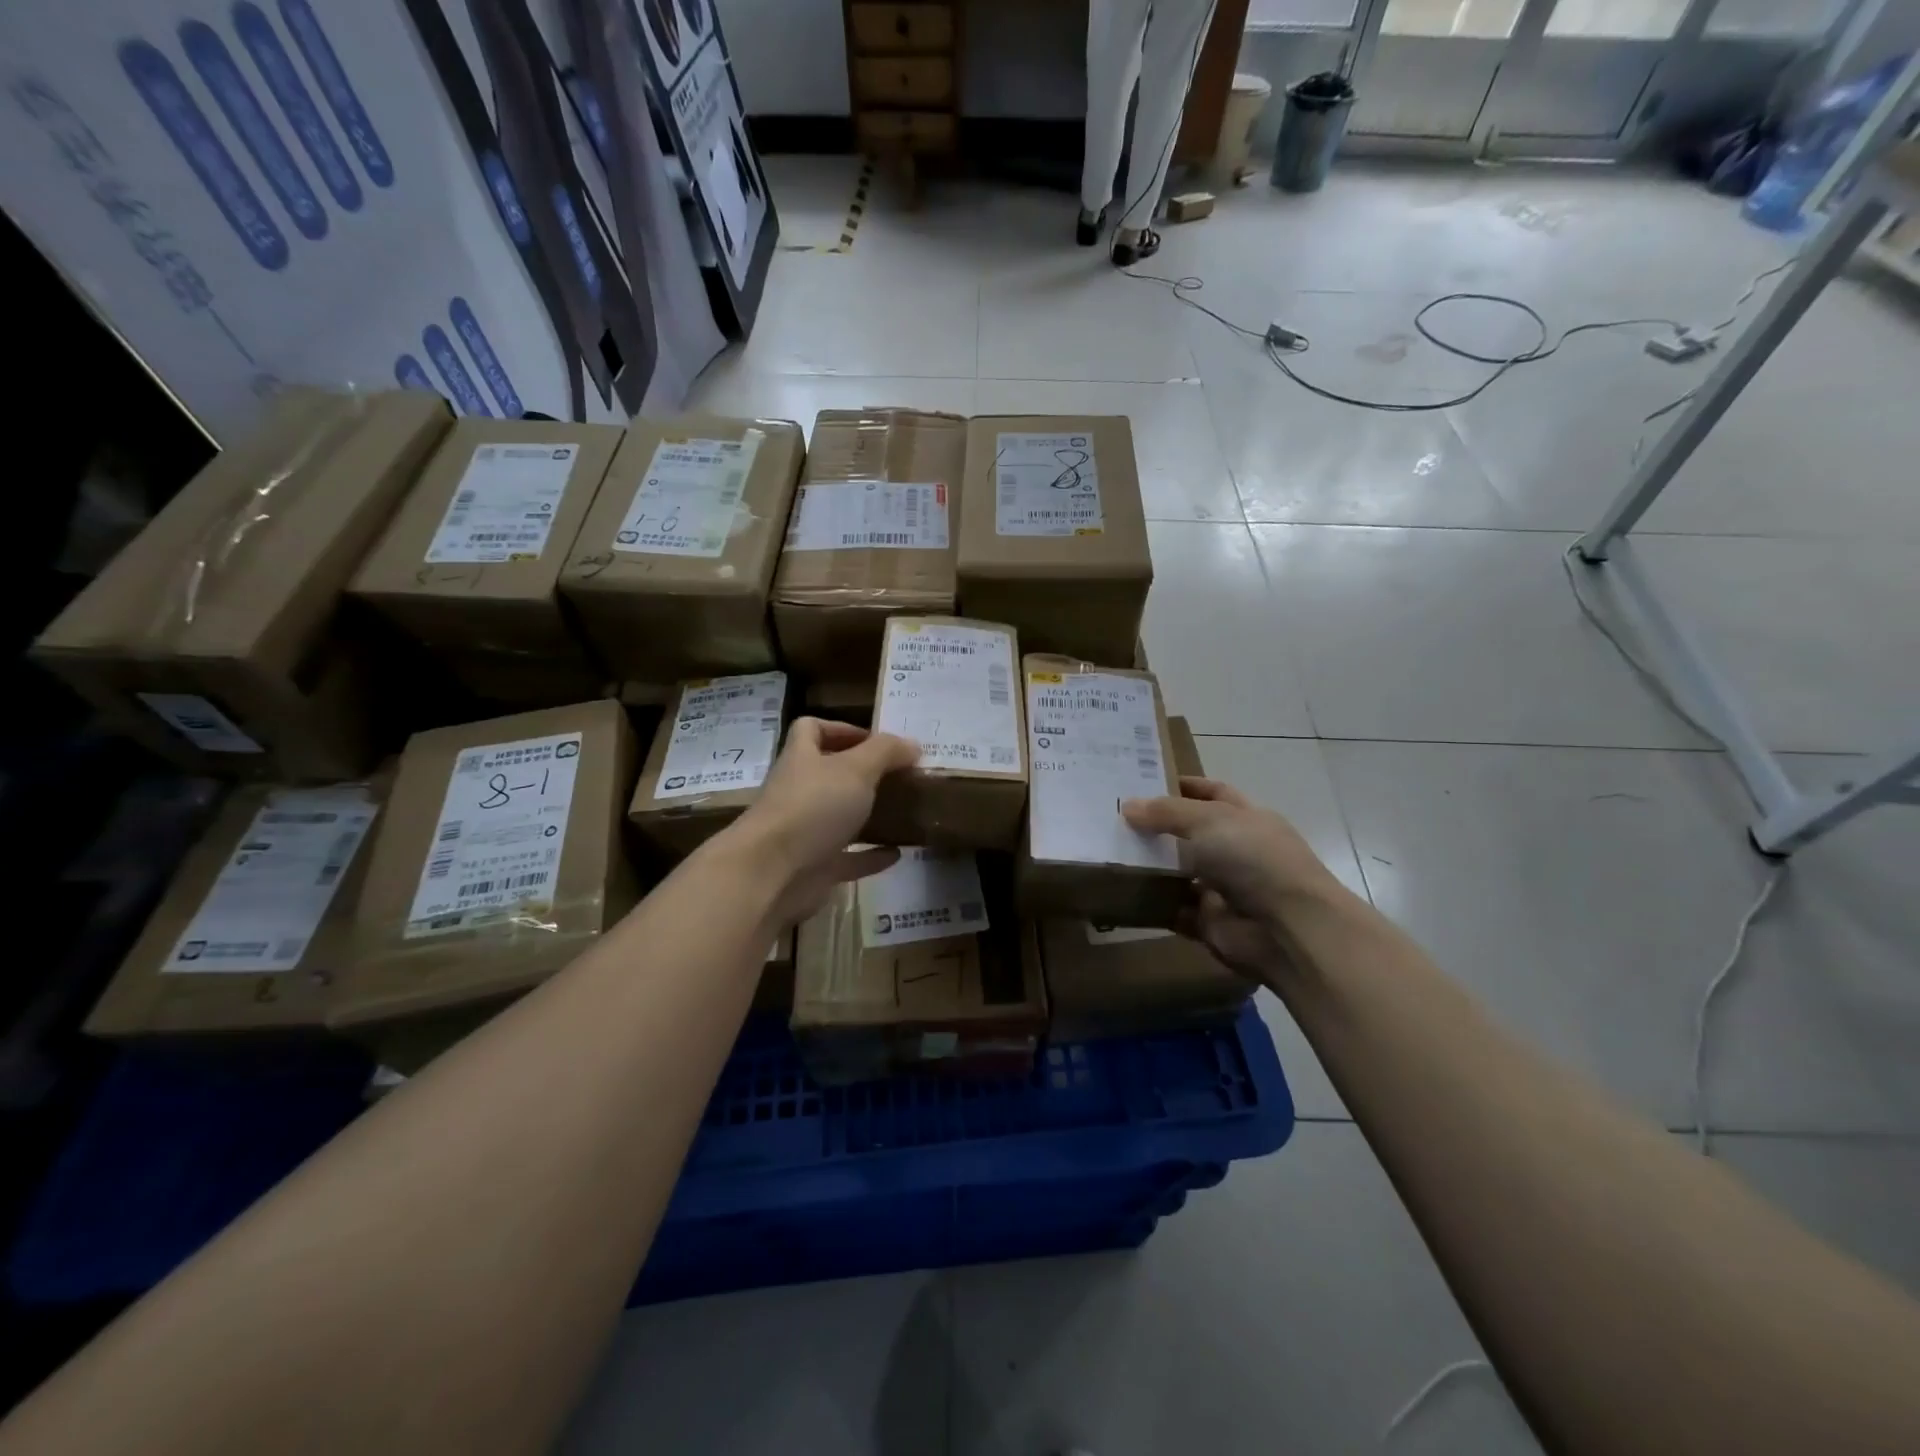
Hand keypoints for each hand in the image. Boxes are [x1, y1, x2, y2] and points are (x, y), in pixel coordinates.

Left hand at [725, 718, 919, 924]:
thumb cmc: (812, 808)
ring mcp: (805, 831)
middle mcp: (800, 792)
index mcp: (802, 759)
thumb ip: (885, 752)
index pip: (811, 730)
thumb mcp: (856, 769)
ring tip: (904, 812)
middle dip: (862, 774)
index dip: (840, 728)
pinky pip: (848, 858)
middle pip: (828, 774)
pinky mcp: (814, 868)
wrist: (772, 874)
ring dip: (868, 815)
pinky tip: (898, 853)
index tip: (875, 740)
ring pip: (839, 817)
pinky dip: (871, 855)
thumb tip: (912, 744)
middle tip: (900, 776)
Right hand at [1121, 776, 1344, 985]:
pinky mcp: (1209, 922)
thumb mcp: (1208, 820)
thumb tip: (1129, 806)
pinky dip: (1151, 904)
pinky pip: (1172, 909)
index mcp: (1246, 819)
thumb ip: (1167, 812)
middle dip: (1157, 826)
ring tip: (1108, 851)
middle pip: (1190, 833)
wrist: (1288, 928)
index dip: (1184, 786)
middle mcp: (1236, 851)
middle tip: (1114, 817)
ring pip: (1178, 872)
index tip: (1145, 781)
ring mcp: (1223, 888)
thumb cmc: (1254, 859)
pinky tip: (1119, 891)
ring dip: (1149, 865)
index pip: (1213, 794)